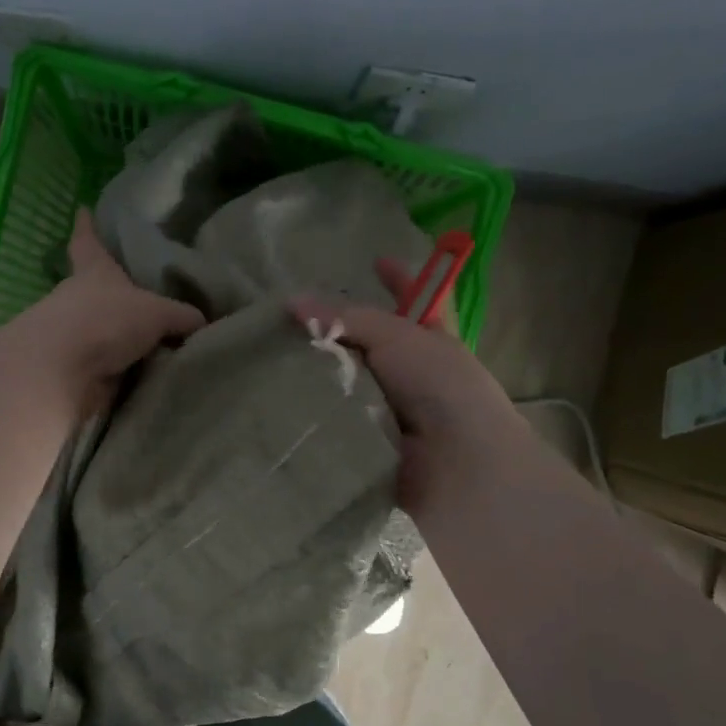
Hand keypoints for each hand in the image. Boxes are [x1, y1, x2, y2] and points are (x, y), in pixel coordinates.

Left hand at [17, 210, 204, 408]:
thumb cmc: (105, 321)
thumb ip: (182, 316)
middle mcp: (79, 300)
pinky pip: (109, 367)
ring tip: (160, 342)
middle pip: (95, 290)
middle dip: (115, 294)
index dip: (86, 227)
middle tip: (144, 294)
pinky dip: (127, 370)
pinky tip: (152, 374)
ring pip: (103, 331)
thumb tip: (203, 322)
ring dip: (123, 338)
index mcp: (93, 272)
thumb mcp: (157, 313)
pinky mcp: (77, 371)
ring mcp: (75, 337)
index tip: (82, 210)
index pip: (88, 242)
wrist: (63, 373)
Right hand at [291, 257, 521, 510]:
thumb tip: (291, 301)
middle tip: (288, 322)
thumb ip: (346, 318)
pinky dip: (313, 415)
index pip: (414, 299)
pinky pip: (334, 422)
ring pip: (346, 384)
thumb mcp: (397, 336)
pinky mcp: (369, 444)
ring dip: (317, 377)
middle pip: (368, 345)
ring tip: (267, 361)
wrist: (458, 466)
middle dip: (335, 333)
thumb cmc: (440, 387)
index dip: (398, 278)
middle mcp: (412, 373)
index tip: (374, 260)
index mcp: (431, 340)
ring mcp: (391, 411)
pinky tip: (276, 404)